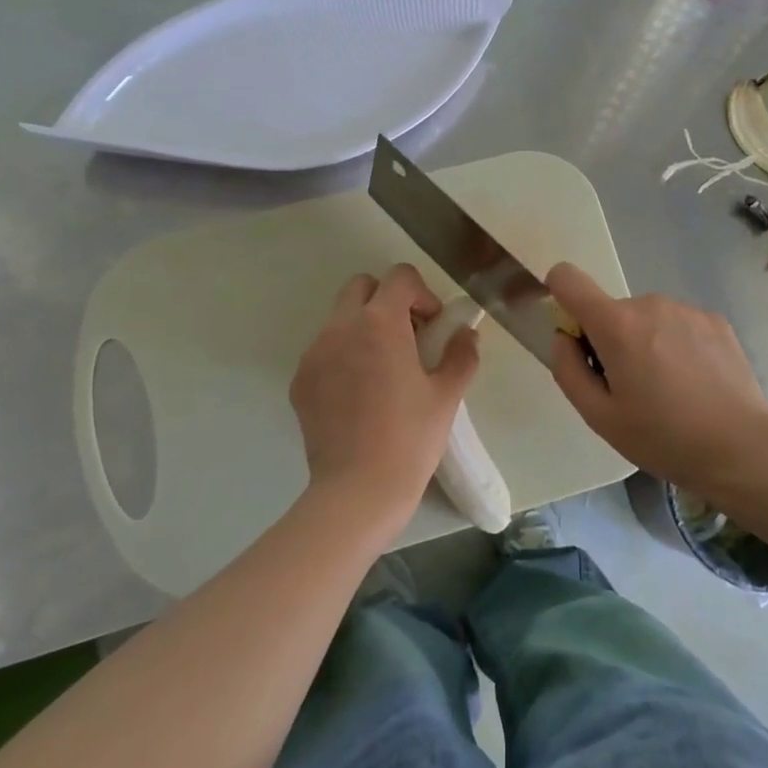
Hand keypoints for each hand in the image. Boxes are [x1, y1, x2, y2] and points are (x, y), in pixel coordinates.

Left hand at [290, 265, 479, 529]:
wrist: (357, 490)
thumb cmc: (411, 438)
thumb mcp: (447, 395)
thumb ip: (461, 355)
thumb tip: (466, 334)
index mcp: (380, 323)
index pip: (399, 277)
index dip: (422, 294)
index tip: (433, 326)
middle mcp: (340, 327)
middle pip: (362, 286)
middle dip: (388, 301)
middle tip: (409, 337)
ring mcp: (314, 353)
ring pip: (340, 318)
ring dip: (364, 327)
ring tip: (384, 369)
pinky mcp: (300, 380)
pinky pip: (324, 350)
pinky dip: (344, 355)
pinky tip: (360, 395)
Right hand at [547, 263, 767, 498]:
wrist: (741, 448)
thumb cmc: (662, 437)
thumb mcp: (599, 417)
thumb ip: (568, 370)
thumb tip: (563, 337)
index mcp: (616, 325)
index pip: (568, 278)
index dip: (559, 294)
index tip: (572, 331)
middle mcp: (650, 304)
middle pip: (612, 311)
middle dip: (611, 340)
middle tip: (631, 389)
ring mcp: (687, 309)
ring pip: (647, 319)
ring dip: (646, 343)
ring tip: (669, 390)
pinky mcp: (715, 320)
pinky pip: (678, 324)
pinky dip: (676, 345)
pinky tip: (695, 383)